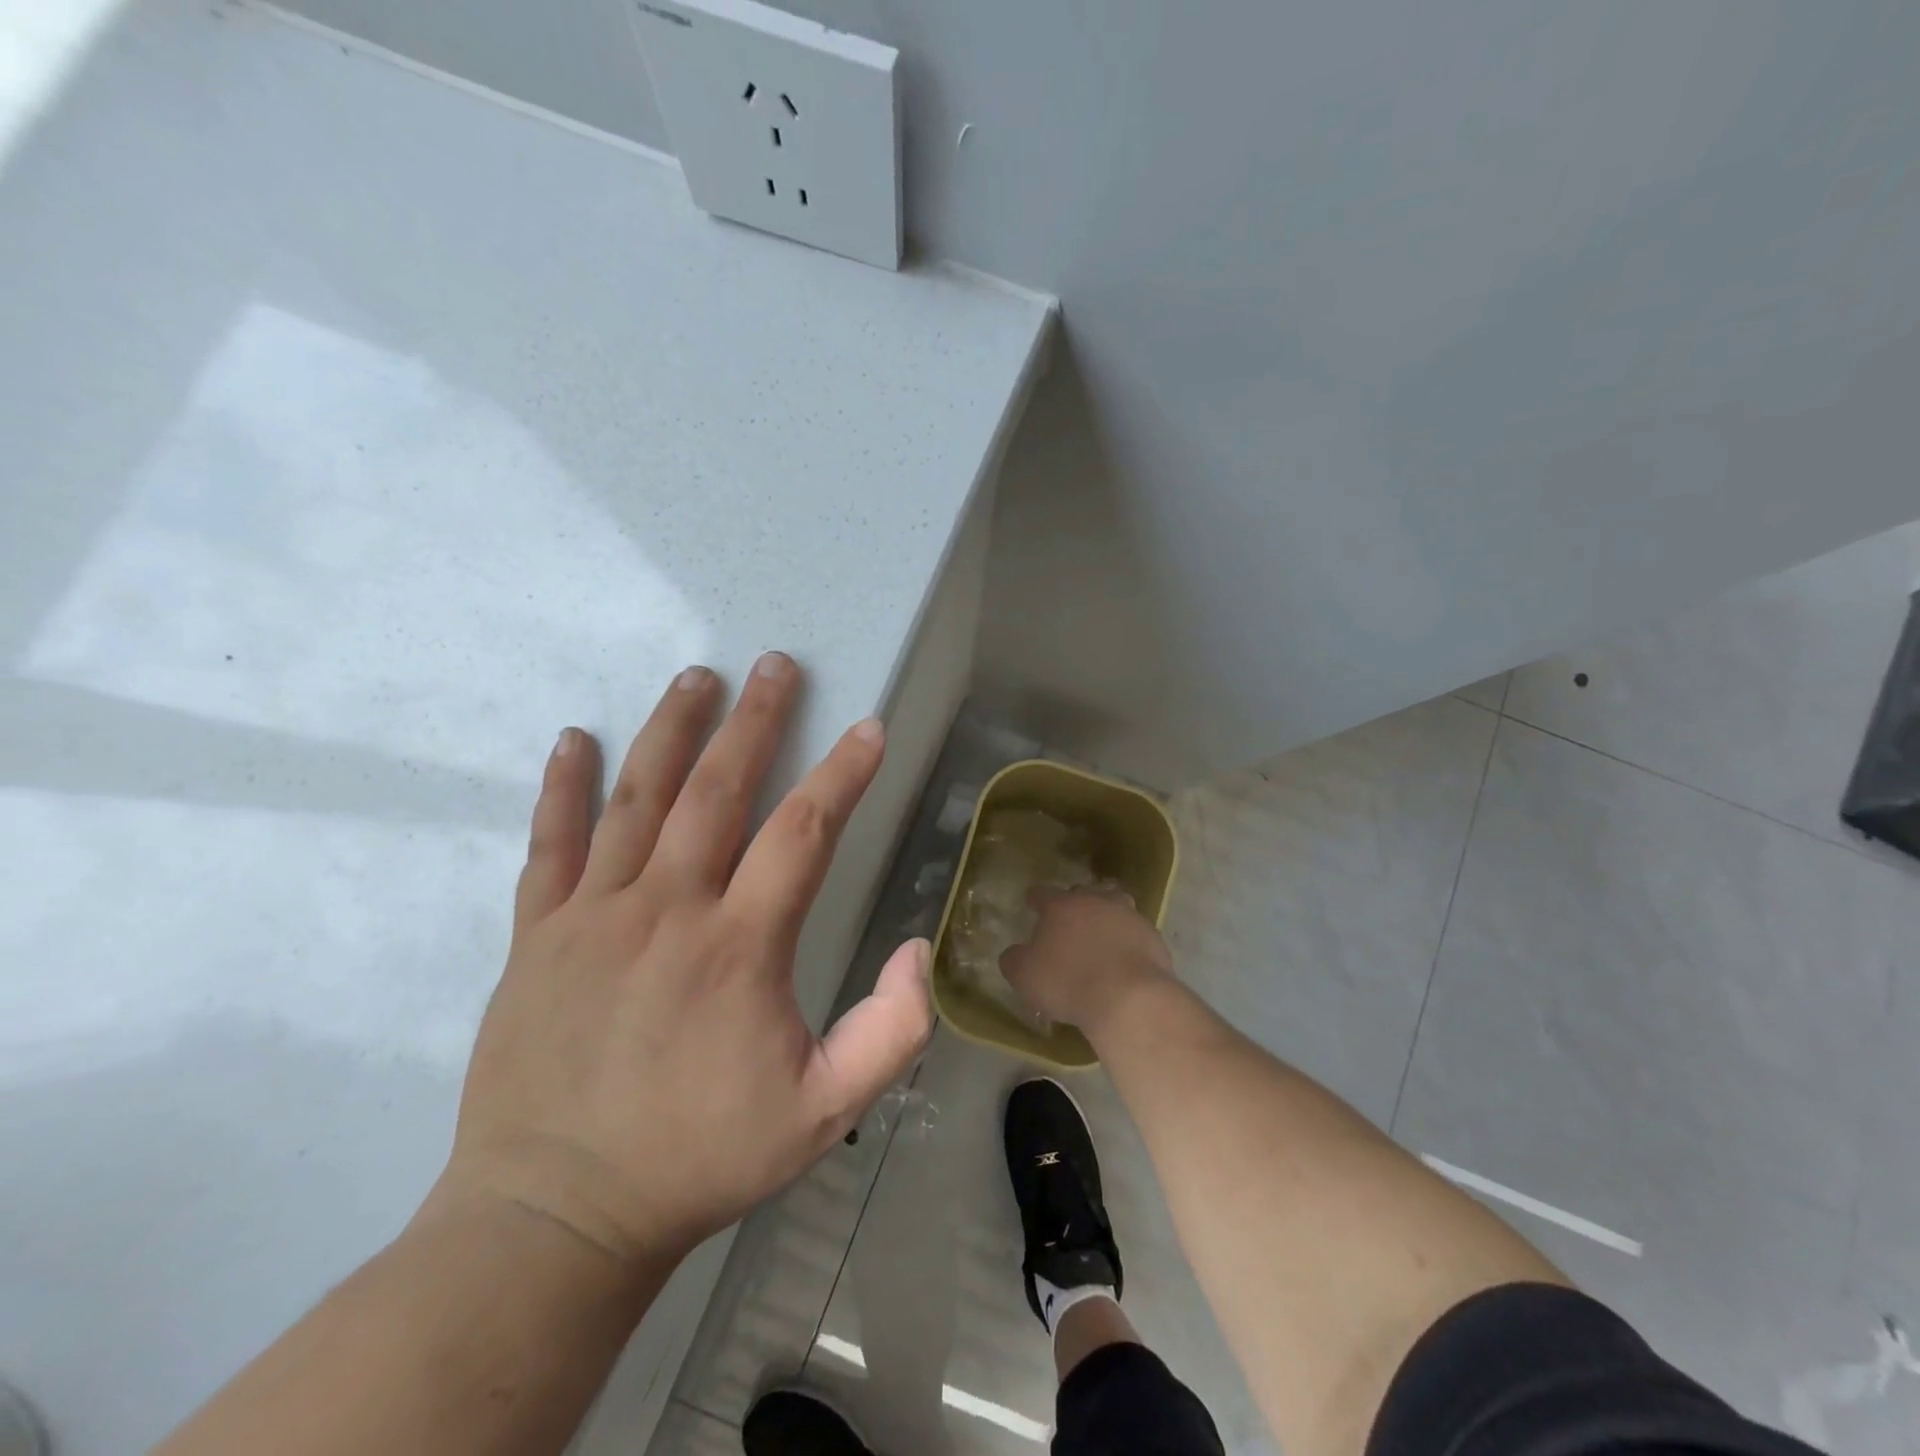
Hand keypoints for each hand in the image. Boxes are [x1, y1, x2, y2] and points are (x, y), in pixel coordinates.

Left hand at [433, 653, 933, 1275]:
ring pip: (638, 799)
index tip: (868, 728)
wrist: (556, 1214)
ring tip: (696, 677)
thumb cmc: (700, 1157)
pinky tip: (575, 739)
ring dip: (672, 731)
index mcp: (740, 945)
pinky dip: (562, 788)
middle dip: (755, 721)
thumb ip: (889, 1032)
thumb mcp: (823, 1112)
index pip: (803, 831)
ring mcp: (594, 915)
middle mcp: (667, 908)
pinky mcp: (537, 935)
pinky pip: (550, 845)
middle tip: (775, 665)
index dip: (843, 773)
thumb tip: (918, 948)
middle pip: (718, 791)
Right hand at [999, 887, 1173, 1036]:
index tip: (1032, 904)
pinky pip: (1136, 931)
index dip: (1035, 899)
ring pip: (1115, 904)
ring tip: (1102, 932)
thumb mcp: (1025, 977)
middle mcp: (1094, 901)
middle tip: (1069, 923)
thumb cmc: (1068, 983)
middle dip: (1074, 903)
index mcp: (1060, 906)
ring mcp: (1128, 916)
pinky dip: (1129, 939)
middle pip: (1082, 893)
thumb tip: (1014, 953)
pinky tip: (1125, 957)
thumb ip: (1015, 960)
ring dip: (1106, 914)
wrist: (1129, 998)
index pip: (1042, 893)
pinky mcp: (1153, 936)